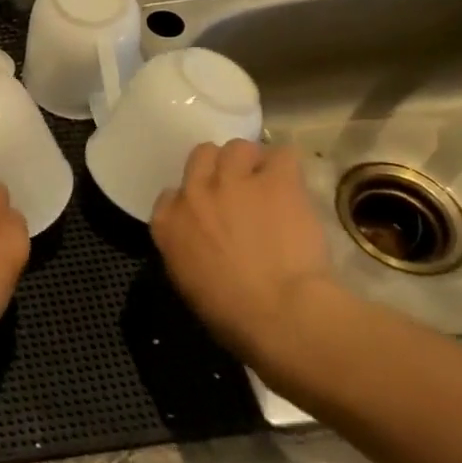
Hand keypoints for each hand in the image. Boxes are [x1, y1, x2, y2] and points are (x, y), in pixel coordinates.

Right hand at [150, 140, 334, 366]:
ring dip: (252, 162)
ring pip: (238, 147)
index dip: (193, 200)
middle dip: (219, 169)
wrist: (280, 314)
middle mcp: (194, 193)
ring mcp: (233, 182)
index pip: (171, 195)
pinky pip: (282, 155)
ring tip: (269, 183)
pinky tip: (294, 186)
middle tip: (240, 190)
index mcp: (167, 223)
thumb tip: (201, 244)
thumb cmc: (232, 315)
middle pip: (202, 156)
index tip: (209, 215)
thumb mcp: (188, 283)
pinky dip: (287, 168)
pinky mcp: (275, 181)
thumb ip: (185, 250)